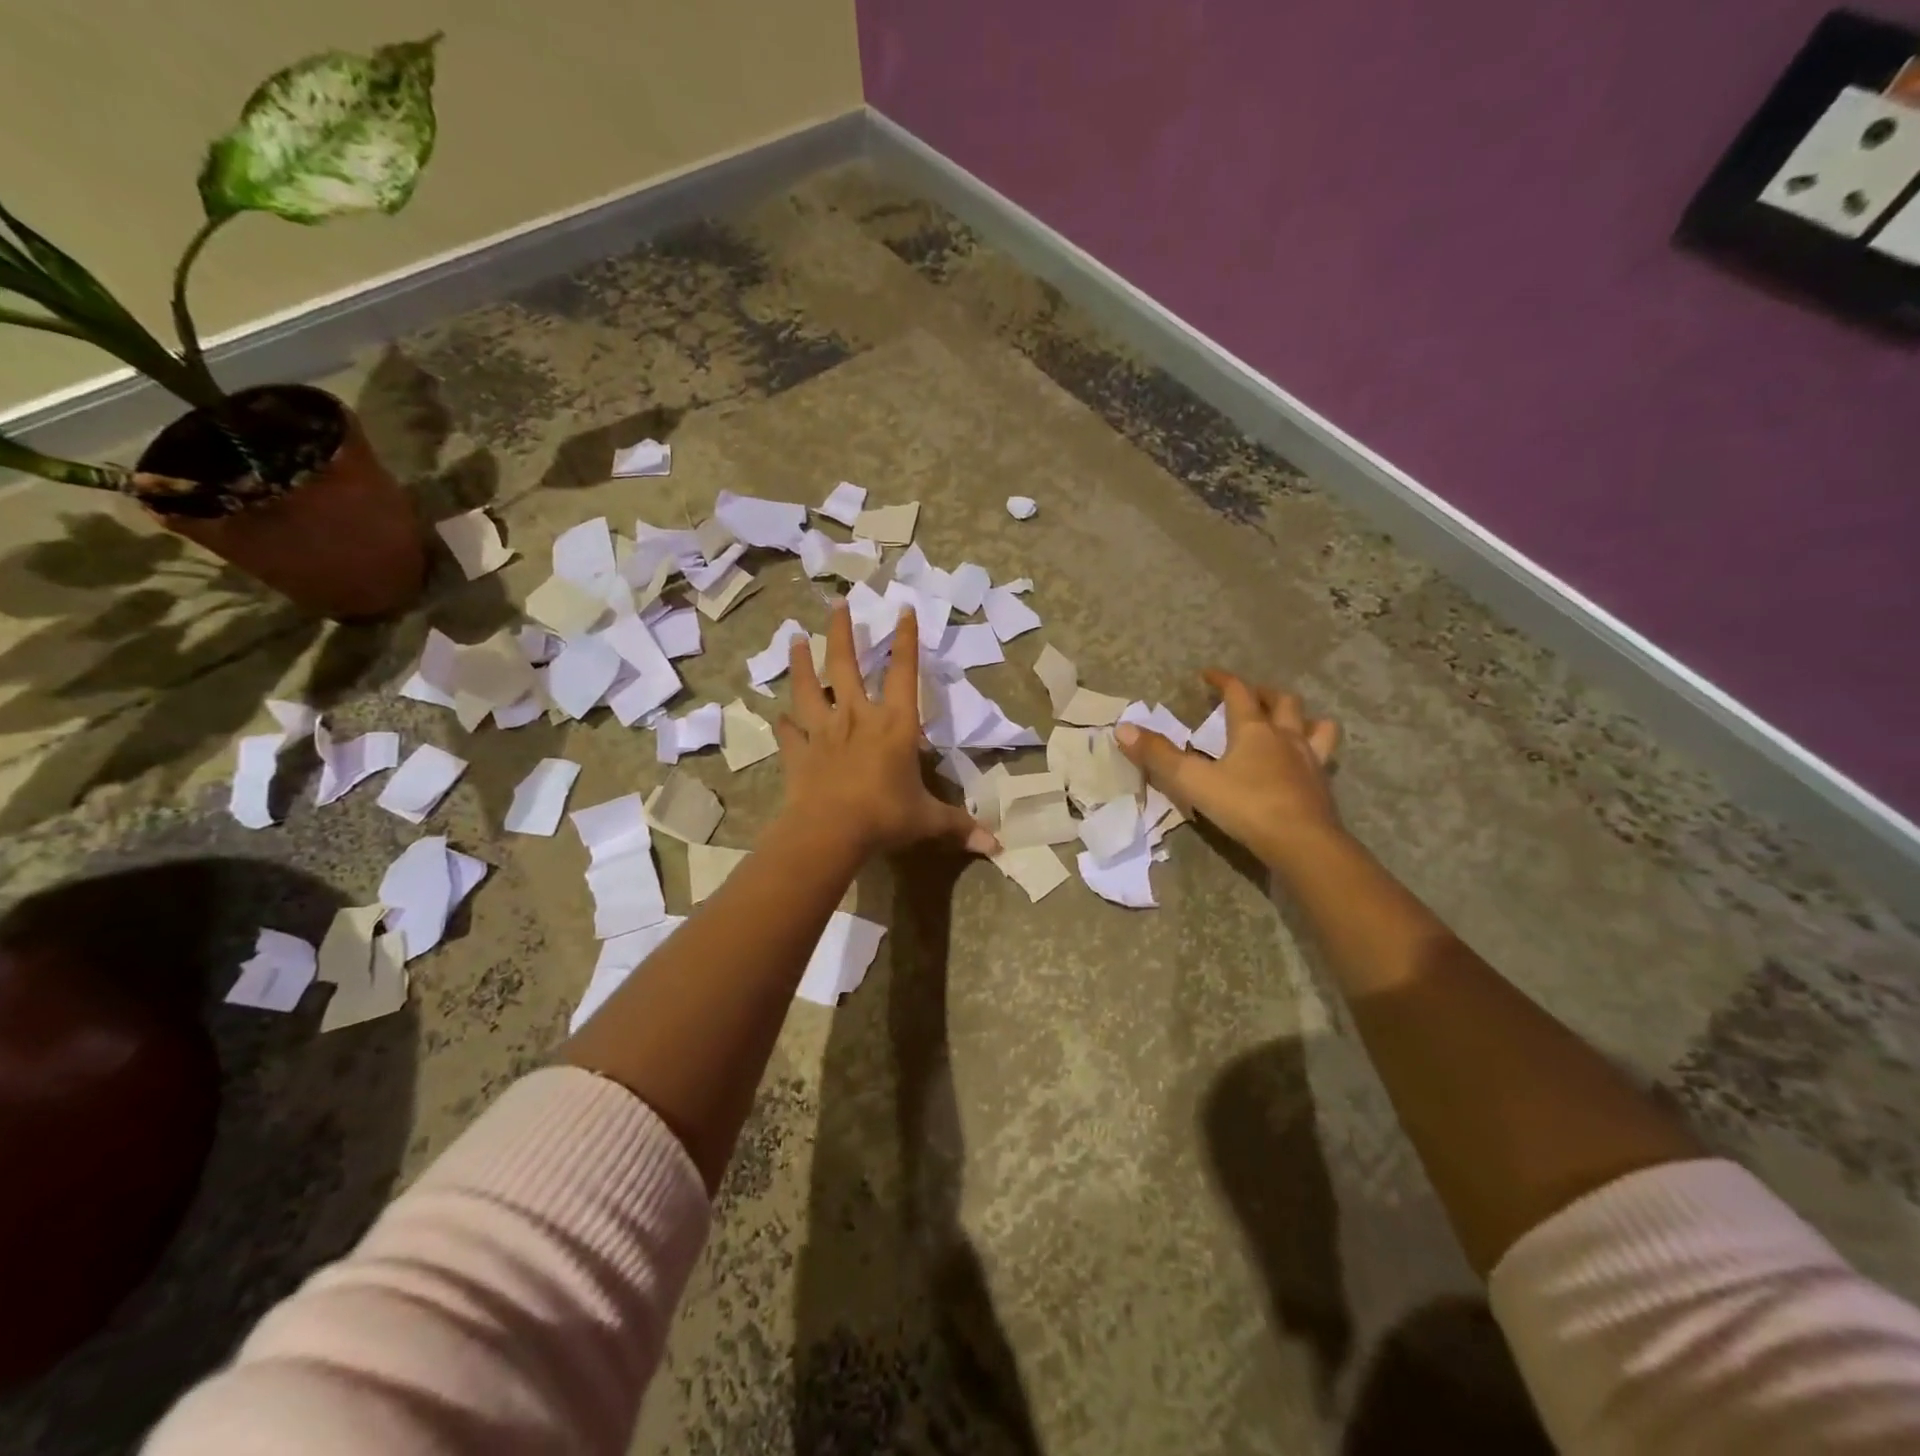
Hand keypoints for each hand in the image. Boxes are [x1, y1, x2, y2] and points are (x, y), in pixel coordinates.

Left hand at [776, 601, 998, 858]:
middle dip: (843, 632)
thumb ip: (959, 826)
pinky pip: (789, 733)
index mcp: (894, 725)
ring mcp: (823, 733)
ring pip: (809, 688)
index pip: (903, 672)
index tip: (903, 609)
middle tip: (838, 604)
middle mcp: (857, 718)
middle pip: (846, 665)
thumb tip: (996, 847)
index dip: (906, 640)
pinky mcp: (798, 753)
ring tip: (795, 638)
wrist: (830, 832)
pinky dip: (783, 724)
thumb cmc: (885, 816)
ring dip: (802, 663)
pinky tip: (777, 716)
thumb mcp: (928, 820)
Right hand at [1117, 669, 1341, 869]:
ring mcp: (1310, 760)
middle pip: (1282, 702)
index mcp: (1253, 730)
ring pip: (1315, 725)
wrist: (1303, 843)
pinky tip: (1304, 763)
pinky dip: (1314, 750)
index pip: (1239, 692)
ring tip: (1290, 722)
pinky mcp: (1322, 786)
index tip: (1208, 675)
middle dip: (1263, 693)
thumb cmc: (1246, 806)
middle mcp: (1286, 737)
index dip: (1223, 680)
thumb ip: (1158, 755)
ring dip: (1301, 718)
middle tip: (1249, 695)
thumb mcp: (1193, 781)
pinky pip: (1323, 757)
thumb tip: (1122, 728)